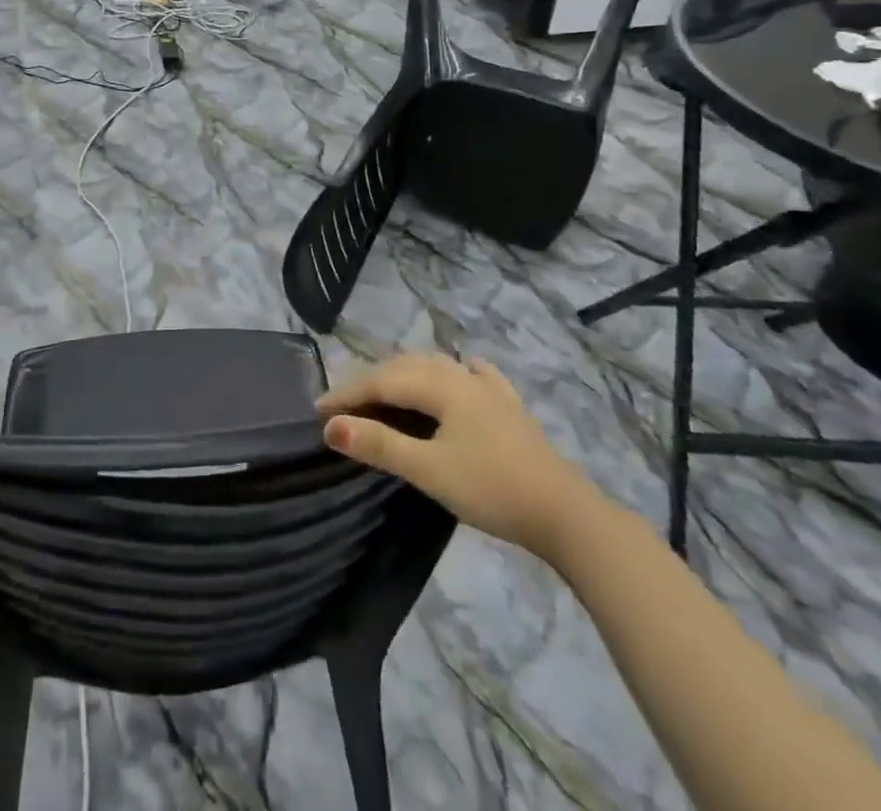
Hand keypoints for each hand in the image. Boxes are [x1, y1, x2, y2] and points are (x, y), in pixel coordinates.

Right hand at [318, 354, 592, 561]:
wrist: (565, 513)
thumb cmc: (491, 489)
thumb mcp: (429, 470)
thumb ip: (379, 444)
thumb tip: (330, 426)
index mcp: (440, 384)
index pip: (381, 381)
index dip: (346, 394)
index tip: (315, 411)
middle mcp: (461, 375)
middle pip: (405, 368)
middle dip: (370, 382)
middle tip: (342, 406)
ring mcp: (489, 389)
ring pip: (435, 368)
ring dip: (403, 375)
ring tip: (382, 392)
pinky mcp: (509, 407)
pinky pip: (474, 377)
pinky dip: (455, 373)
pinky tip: (463, 371)